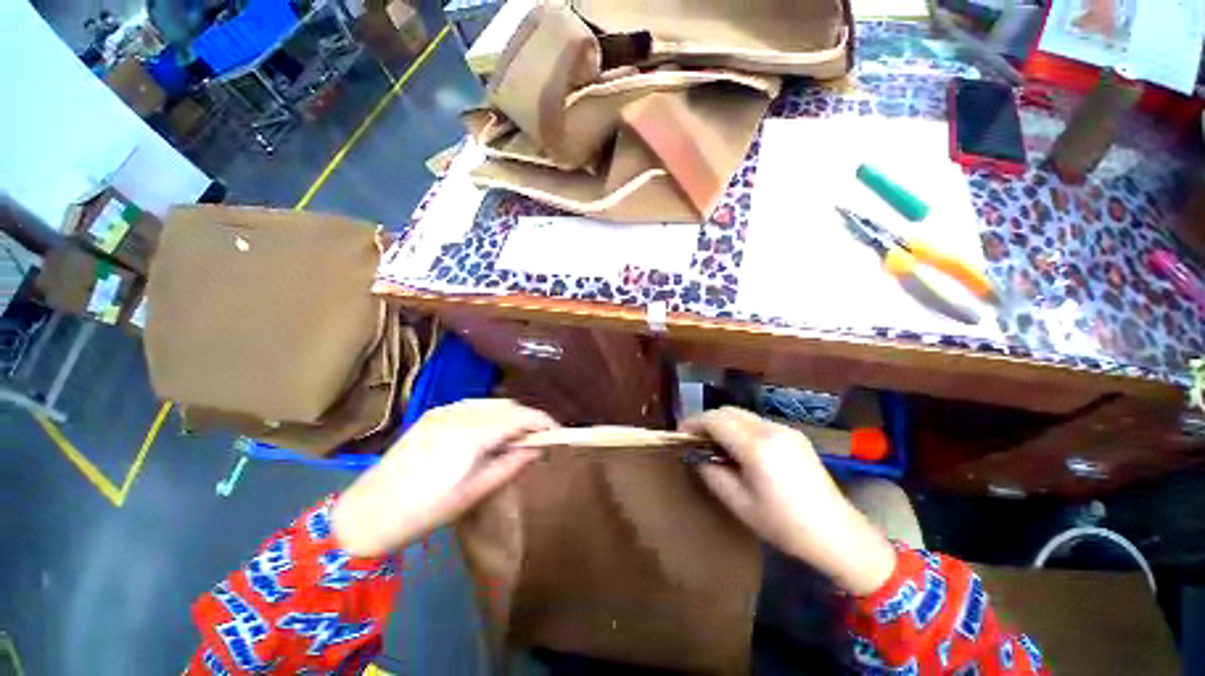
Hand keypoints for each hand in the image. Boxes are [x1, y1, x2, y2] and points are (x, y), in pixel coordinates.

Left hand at [332, 399, 557, 556]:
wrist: (366, 513)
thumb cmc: (424, 511)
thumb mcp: (473, 493)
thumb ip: (510, 465)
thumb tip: (538, 448)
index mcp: (471, 433)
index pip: (520, 416)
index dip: (543, 422)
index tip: (557, 434)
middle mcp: (460, 412)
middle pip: (508, 406)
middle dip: (528, 419)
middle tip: (537, 441)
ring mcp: (444, 410)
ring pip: (492, 403)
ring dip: (510, 416)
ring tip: (515, 439)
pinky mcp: (434, 414)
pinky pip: (473, 406)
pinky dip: (490, 415)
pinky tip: (489, 433)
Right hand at [682, 407, 896, 595]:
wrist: (838, 534)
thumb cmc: (784, 525)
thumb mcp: (739, 503)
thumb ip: (711, 472)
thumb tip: (698, 454)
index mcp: (756, 446)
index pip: (715, 420)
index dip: (693, 423)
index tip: (681, 434)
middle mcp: (770, 429)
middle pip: (728, 411)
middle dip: (707, 421)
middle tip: (696, 440)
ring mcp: (785, 429)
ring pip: (742, 414)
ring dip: (724, 423)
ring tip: (716, 445)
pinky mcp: (794, 435)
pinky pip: (757, 422)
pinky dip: (741, 428)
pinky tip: (741, 449)